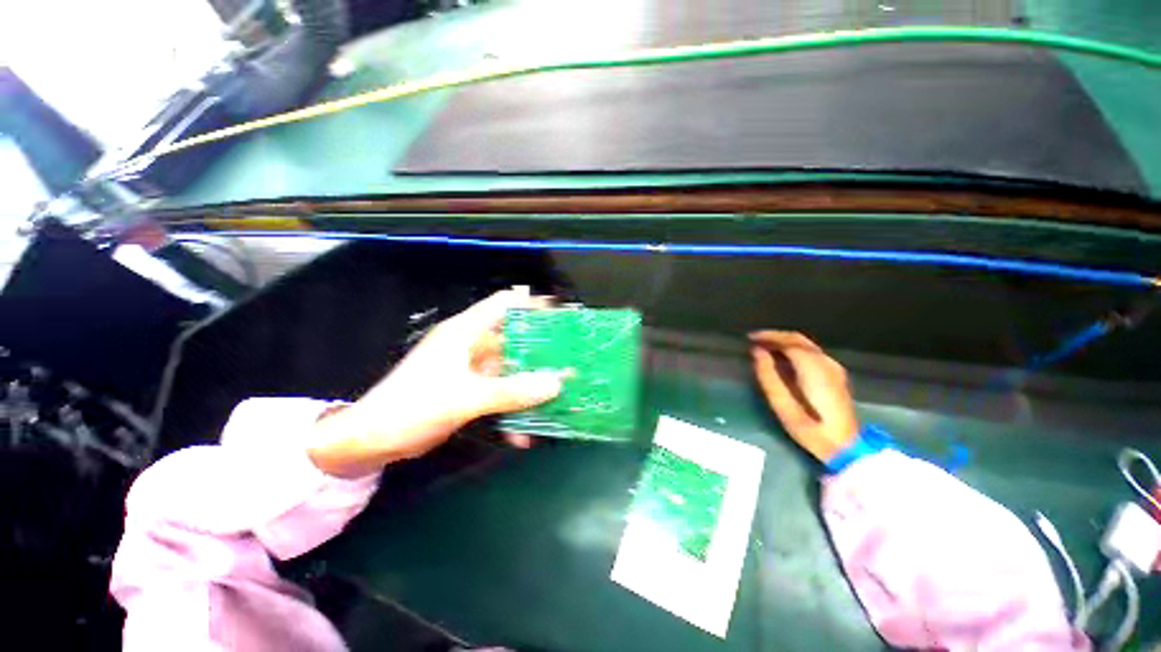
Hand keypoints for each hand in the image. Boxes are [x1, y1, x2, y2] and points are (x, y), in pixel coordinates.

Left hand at [309, 288, 566, 477]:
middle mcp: (471, 344)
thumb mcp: (466, 398)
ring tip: (559, 395)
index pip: (505, 304)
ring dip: (530, 383)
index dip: (533, 305)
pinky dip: (513, 408)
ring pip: (510, 368)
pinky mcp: (470, 390)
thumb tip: (557, 383)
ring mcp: (471, 369)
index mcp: (466, 331)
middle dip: (541, 349)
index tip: (561, 318)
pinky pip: (500, 393)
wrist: (372, 441)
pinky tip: (524, 432)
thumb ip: (512, 391)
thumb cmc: (413, 406)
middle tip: (569, 359)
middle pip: (514, 337)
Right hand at [750, 331, 858, 462]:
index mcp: (813, 368)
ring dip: (784, 342)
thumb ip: (768, 375)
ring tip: (765, 348)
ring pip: (806, 345)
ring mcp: (834, 368)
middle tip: (755, 340)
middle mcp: (826, 362)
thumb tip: (756, 351)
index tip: (750, 338)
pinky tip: (783, 358)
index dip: (768, 336)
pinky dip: (794, 349)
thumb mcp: (782, 405)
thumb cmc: (811, 428)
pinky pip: (812, 353)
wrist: (846, 447)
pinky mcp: (836, 375)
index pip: (789, 341)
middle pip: (798, 339)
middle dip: (775, 336)